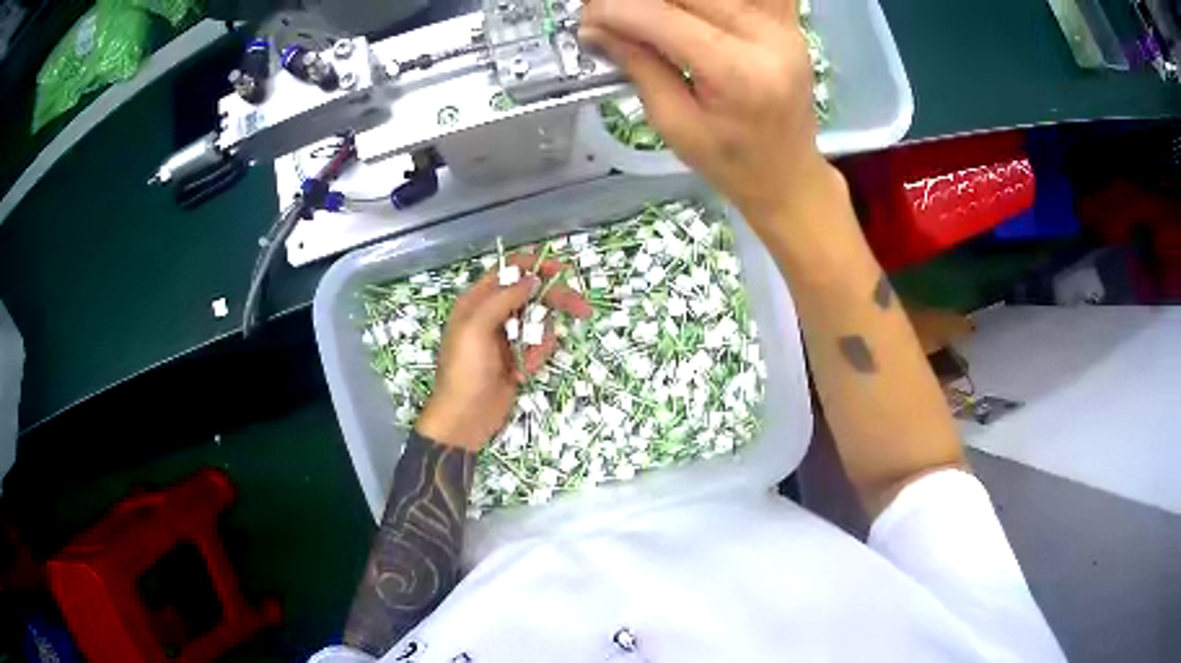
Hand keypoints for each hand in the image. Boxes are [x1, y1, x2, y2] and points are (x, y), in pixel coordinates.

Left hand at [415, 254, 592, 450]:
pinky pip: (539, 346)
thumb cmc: (465, 371)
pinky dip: (537, 357)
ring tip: (528, 363)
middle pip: (532, 294)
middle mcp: (493, 313)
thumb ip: (503, 298)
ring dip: (541, 341)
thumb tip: (532, 278)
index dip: (536, 266)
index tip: (562, 270)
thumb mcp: (476, 328)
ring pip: (540, 322)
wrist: (466, 418)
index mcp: (477, 301)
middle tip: (582, 309)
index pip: (509, 271)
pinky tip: (523, 374)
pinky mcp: (518, 357)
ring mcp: (507, 336)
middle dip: (555, 302)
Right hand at [581, 0, 837, 223]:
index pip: (663, 18)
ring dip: (671, 1)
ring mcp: (784, 27)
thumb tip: (594, 28)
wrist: (788, 175)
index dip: (616, 10)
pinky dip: (707, 3)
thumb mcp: (674, 123)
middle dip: (639, 1)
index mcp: (737, 72)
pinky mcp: (788, 24)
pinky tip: (686, 13)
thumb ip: (638, 66)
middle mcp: (767, 38)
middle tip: (604, 10)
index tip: (586, 15)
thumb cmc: (731, 163)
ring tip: (643, 15)